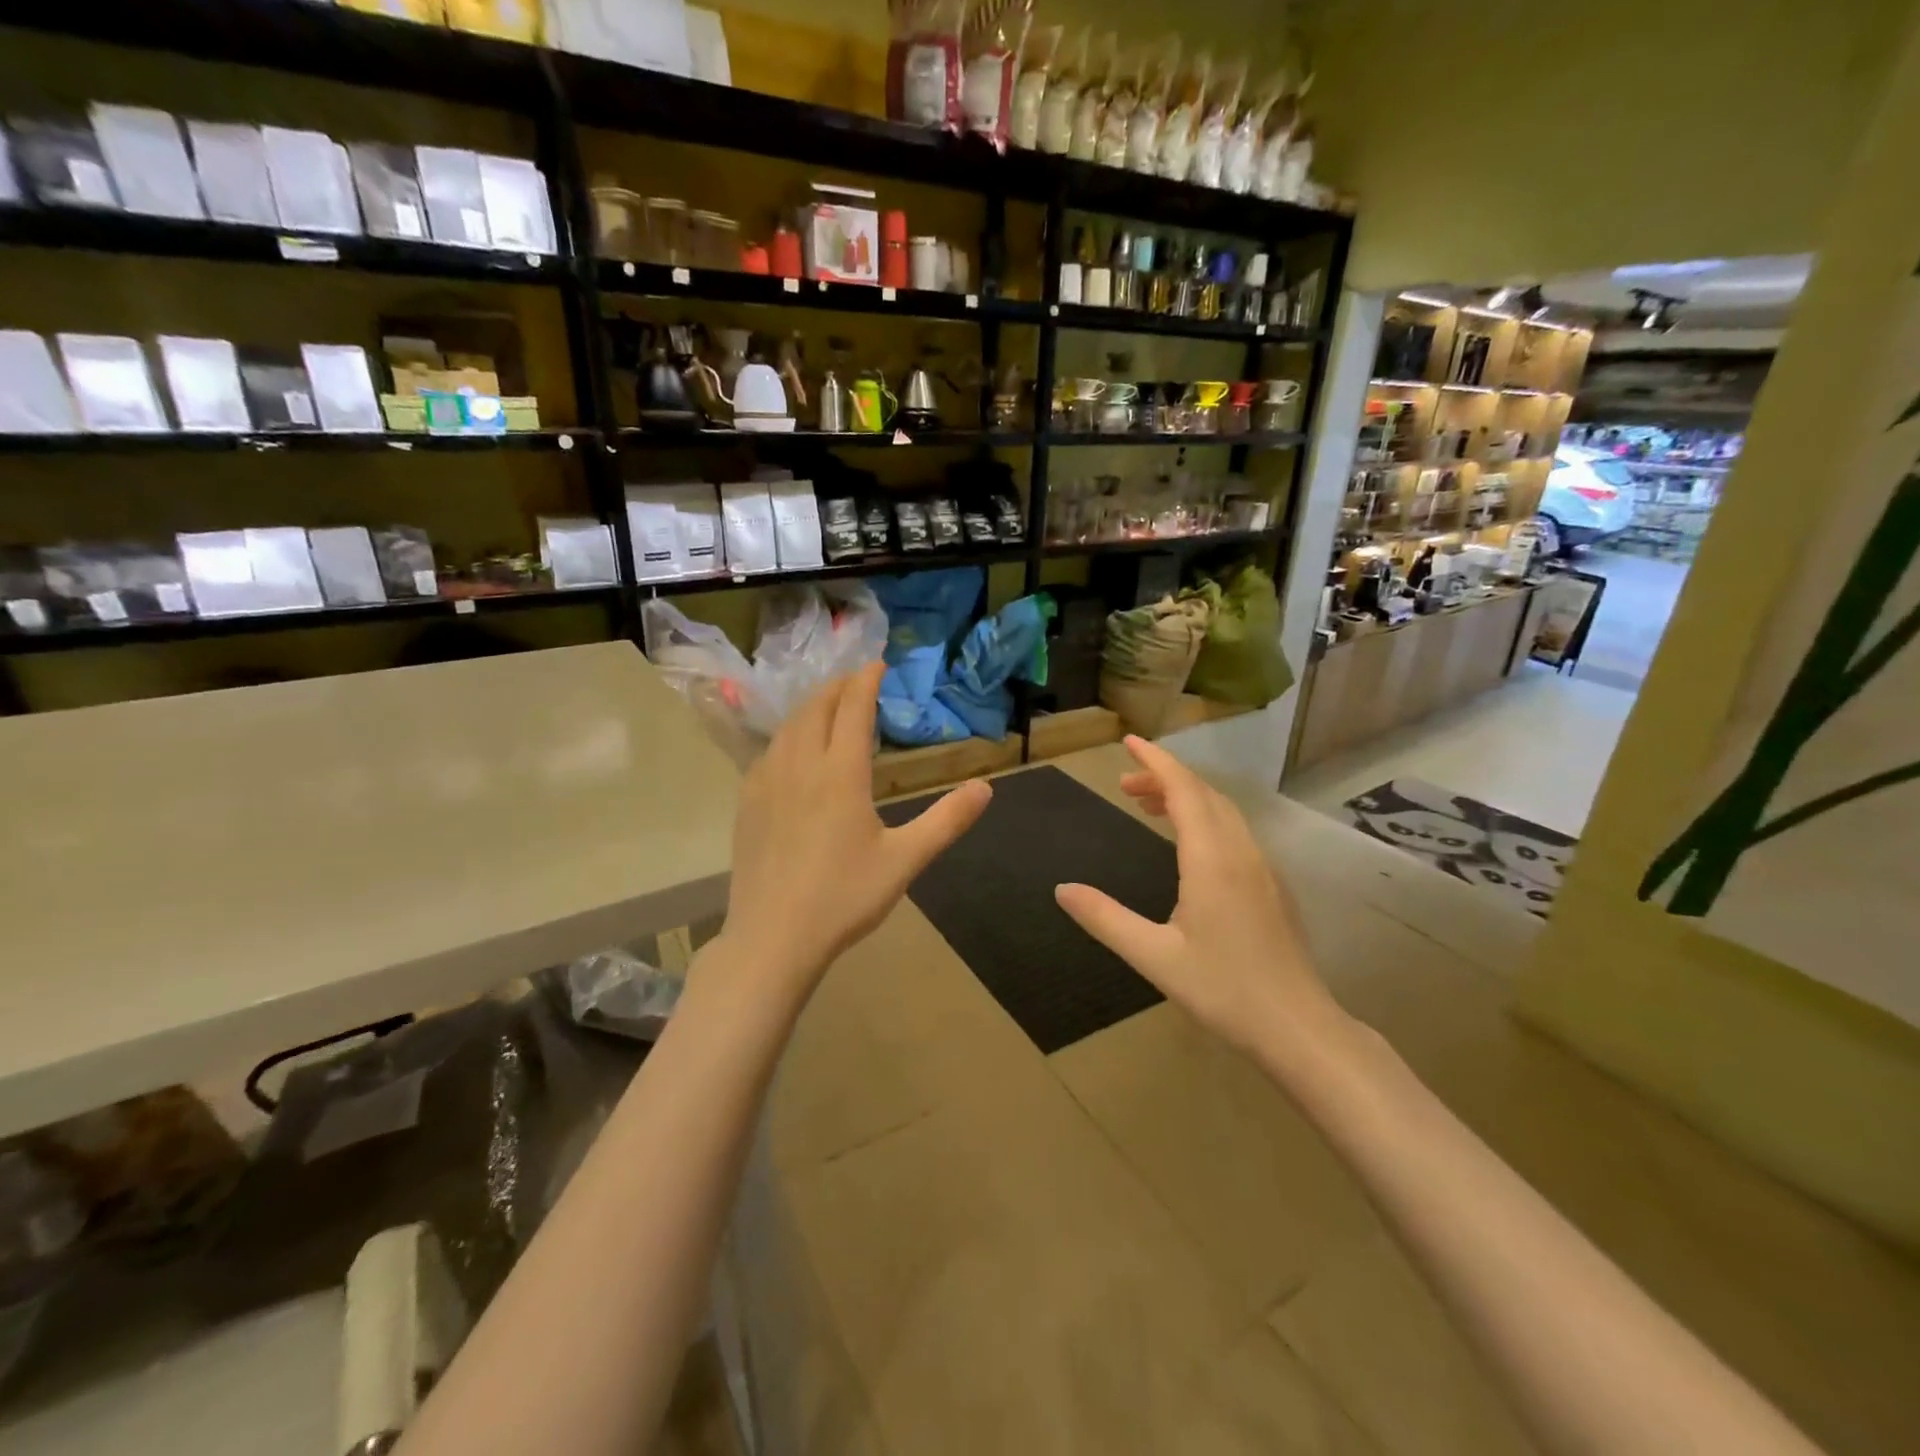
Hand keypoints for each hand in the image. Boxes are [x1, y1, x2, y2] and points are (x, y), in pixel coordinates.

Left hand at [719, 662, 991, 997]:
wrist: (773, 937)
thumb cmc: (844, 898)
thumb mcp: (906, 860)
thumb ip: (947, 821)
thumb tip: (986, 787)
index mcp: (841, 773)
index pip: (853, 709)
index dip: (866, 681)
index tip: (878, 664)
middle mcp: (801, 765)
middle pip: (817, 707)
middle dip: (838, 686)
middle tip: (856, 680)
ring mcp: (767, 781)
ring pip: (789, 726)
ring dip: (812, 706)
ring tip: (828, 705)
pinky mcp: (747, 801)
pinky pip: (769, 750)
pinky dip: (789, 734)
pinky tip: (793, 749)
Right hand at [1054, 735, 1344, 1056]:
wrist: (1299, 1027)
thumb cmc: (1224, 990)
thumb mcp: (1154, 957)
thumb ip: (1106, 919)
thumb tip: (1062, 888)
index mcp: (1212, 860)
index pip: (1183, 790)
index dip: (1156, 761)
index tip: (1130, 741)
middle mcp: (1240, 852)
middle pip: (1204, 794)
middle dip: (1164, 778)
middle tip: (1124, 784)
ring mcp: (1261, 868)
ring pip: (1223, 811)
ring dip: (1185, 797)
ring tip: (1147, 806)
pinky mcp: (1271, 886)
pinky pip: (1235, 831)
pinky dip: (1205, 818)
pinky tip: (1188, 846)